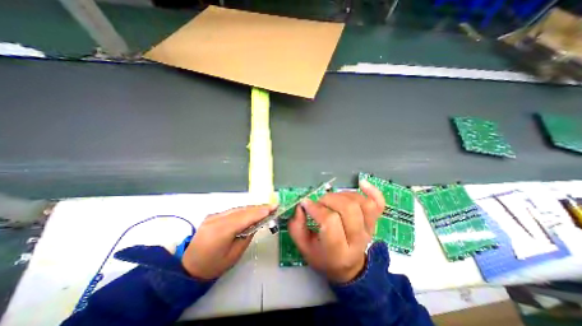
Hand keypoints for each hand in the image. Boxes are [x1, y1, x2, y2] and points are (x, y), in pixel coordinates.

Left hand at [181, 205, 275, 278]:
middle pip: (242, 210)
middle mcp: (216, 219)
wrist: (188, 267)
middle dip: (258, 208)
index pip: (244, 217)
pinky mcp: (213, 215)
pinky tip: (251, 212)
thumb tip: (256, 224)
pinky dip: (243, 210)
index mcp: (221, 231)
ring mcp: (213, 216)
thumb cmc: (213, 266)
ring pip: (237, 209)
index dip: (259, 212)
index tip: (273, 208)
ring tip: (265, 208)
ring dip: (252, 208)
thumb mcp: (234, 255)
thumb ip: (246, 236)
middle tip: (273, 206)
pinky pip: (232, 211)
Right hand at [289, 179, 384, 283]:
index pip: (330, 222)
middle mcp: (357, 240)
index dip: (316, 209)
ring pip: (361, 203)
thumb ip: (296, 227)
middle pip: (348, 209)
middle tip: (319, 203)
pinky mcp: (374, 222)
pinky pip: (378, 203)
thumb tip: (301, 206)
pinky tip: (361, 183)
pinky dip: (372, 191)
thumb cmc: (323, 257)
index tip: (305, 204)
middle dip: (329, 200)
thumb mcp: (304, 248)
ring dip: (343, 195)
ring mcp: (369, 229)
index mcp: (338, 251)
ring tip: (332, 199)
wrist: (348, 267)